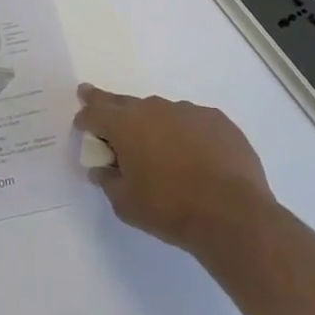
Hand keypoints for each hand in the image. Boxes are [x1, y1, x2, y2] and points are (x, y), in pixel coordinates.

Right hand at [74, 84, 272, 251]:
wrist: (233, 215)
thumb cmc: (170, 209)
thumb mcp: (126, 204)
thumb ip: (108, 181)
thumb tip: (101, 169)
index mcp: (125, 125)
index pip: (95, 112)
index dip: (85, 117)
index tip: (81, 123)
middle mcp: (153, 108)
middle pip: (123, 102)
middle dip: (109, 105)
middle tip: (95, 98)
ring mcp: (188, 111)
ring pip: (161, 113)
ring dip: (155, 125)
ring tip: (162, 150)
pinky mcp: (217, 120)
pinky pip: (193, 122)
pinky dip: (187, 134)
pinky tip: (196, 156)